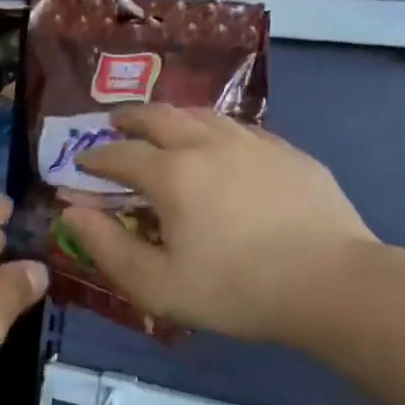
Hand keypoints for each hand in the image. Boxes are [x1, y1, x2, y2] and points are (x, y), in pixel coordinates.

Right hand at [64, 105, 379, 346]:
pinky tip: (219, 144)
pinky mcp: (289, 153)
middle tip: (115, 123)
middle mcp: (208, 145)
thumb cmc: (234, 290)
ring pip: (203, 114)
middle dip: (130, 118)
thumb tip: (72, 212)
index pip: (120, 154)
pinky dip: (215, 129)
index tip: (81, 163)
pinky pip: (240, 128)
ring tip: (163, 125)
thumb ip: (106, 246)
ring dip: (173, 116)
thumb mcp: (154, 283)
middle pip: (160, 117)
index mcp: (172, 174)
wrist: (332, 285)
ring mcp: (254, 144)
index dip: (95, 157)